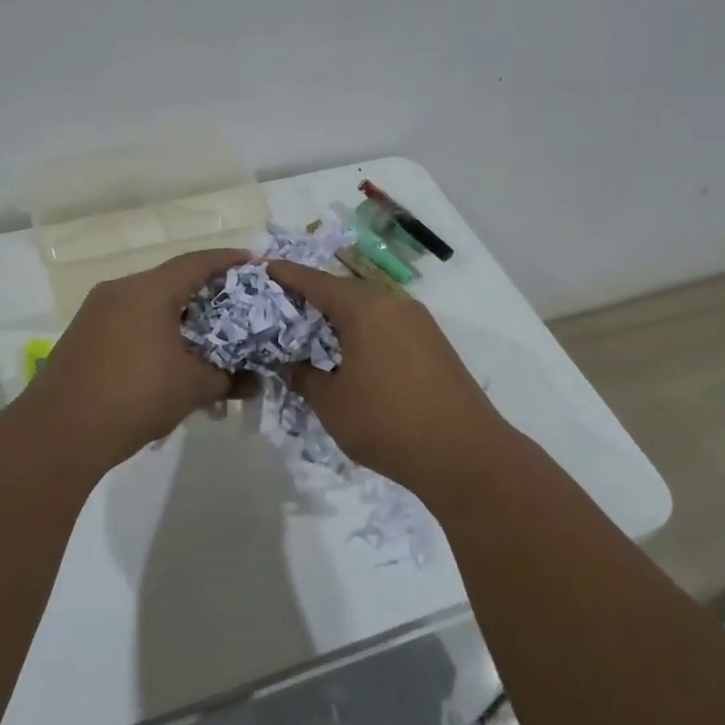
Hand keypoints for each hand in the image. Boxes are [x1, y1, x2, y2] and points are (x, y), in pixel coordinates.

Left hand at [21, 248, 250, 468]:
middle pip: (171, 280)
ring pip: (148, 301)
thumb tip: (257, 382)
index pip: (196, 263)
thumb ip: (229, 379)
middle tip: (237, 306)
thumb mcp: (192, 388)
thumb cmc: (135, 398)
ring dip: (179, 315)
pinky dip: (155, 329)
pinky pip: (129, 320)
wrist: (59, 433)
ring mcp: (96, 311)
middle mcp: (120, 290)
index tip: (253, 263)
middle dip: (205, 292)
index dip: (228, 261)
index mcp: (148, 290)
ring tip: (207, 336)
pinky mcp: (83, 334)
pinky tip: (170, 356)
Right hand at [261, 261, 511, 491]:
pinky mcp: (433, 344)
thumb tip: (291, 364)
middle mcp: (393, 304)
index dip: (285, 274)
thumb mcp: (331, 403)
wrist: (465, 455)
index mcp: (365, 308)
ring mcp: (419, 323)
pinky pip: (386, 326)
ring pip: (367, 309)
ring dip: (338, 317)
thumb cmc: (387, 423)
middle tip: (278, 309)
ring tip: (309, 334)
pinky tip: (348, 355)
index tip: (260, 269)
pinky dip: (362, 332)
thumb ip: (303, 376)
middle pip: (342, 291)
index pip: (314, 281)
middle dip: (310, 297)